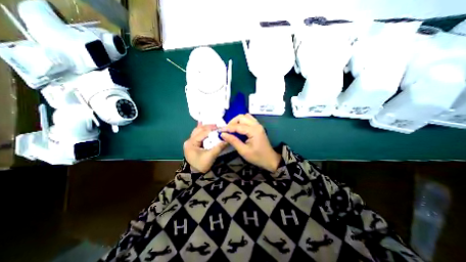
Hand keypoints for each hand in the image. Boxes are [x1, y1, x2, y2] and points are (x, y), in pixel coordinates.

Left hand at [183, 123, 226, 172]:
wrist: (195, 174)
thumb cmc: (201, 165)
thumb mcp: (210, 156)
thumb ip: (219, 147)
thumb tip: (228, 140)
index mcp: (191, 143)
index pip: (202, 133)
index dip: (212, 130)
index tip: (220, 128)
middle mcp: (189, 140)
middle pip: (199, 130)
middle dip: (208, 127)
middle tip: (218, 126)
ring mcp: (190, 142)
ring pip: (198, 131)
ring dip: (205, 128)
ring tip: (214, 126)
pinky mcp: (193, 144)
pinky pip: (197, 134)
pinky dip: (202, 130)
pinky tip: (202, 123)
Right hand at [219, 113, 279, 171]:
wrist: (270, 159)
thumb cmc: (257, 157)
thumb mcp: (244, 151)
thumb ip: (233, 141)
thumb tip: (223, 134)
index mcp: (253, 131)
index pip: (238, 126)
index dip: (228, 128)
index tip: (220, 131)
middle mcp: (256, 125)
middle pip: (242, 117)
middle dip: (232, 122)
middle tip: (226, 130)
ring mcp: (258, 125)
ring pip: (245, 117)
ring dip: (237, 120)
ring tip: (231, 128)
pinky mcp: (258, 127)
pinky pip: (249, 119)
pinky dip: (242, 121)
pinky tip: (239, 128)